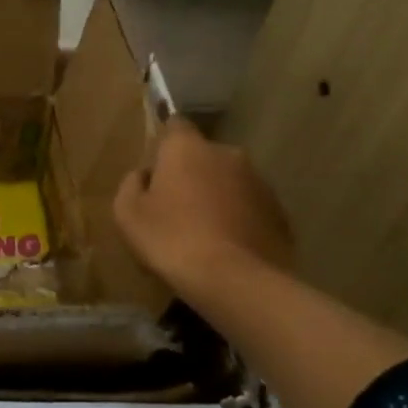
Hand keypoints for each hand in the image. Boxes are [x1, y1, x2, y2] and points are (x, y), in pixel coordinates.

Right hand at [113, 118, 293, 291]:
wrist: (235, 282)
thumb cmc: (171, 240)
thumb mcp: (127, 214)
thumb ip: (131, 185)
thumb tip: (144, 175)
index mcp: (187, 148)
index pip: (175, 125)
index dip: (163, 144)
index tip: (154, 169)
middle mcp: (227, 154)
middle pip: (202, 157)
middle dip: (190, 175)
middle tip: (174, 209)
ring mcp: (259, 183)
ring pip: (229, 182)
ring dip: (216, 198)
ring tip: (202, 235)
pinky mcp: (279, 213)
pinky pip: (249, 209)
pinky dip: (237, 220)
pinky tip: (225, 250)